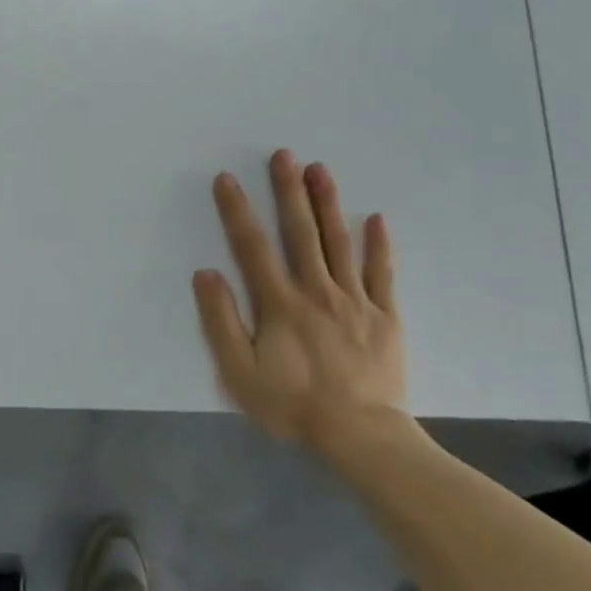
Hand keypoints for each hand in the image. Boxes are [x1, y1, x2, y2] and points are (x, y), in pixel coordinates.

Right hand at [193, 150, 410, 454]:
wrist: (361, 436)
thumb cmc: (293, 406)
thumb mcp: (240, 373)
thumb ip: (221, 322)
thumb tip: (206, 274)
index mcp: (280, 303)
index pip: (253, 247)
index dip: (237, 211)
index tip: (227, 179)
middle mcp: (316, 290)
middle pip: (300, 232)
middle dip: (289, 191)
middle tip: (284, 154)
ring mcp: (355, 301)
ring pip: (340, 243)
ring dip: (328, 204)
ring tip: (321, 169)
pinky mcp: (384, 316)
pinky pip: (382, 274)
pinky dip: (379, 246)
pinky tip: (375, 218)